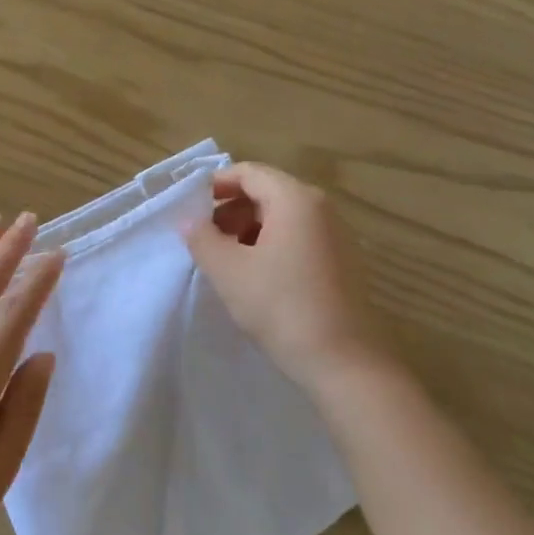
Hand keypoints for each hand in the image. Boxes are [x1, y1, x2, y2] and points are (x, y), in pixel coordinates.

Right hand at [185, 163, 397, 392]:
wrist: (344, 361)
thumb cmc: (280, 307)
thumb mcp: (228, 271)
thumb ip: (202, 238)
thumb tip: (189, 220)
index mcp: (295, 199)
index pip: (249, 173)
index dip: (215, 184)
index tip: (190, 208)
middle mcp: (321, 208)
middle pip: (267, 191)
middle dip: (231, 208)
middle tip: (204, 237)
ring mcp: (337, 235)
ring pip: (283, 216)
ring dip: (249, 228)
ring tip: (226, 259)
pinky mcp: (343, 261)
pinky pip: (299, 237)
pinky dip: (272, 244)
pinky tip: (256, 275)